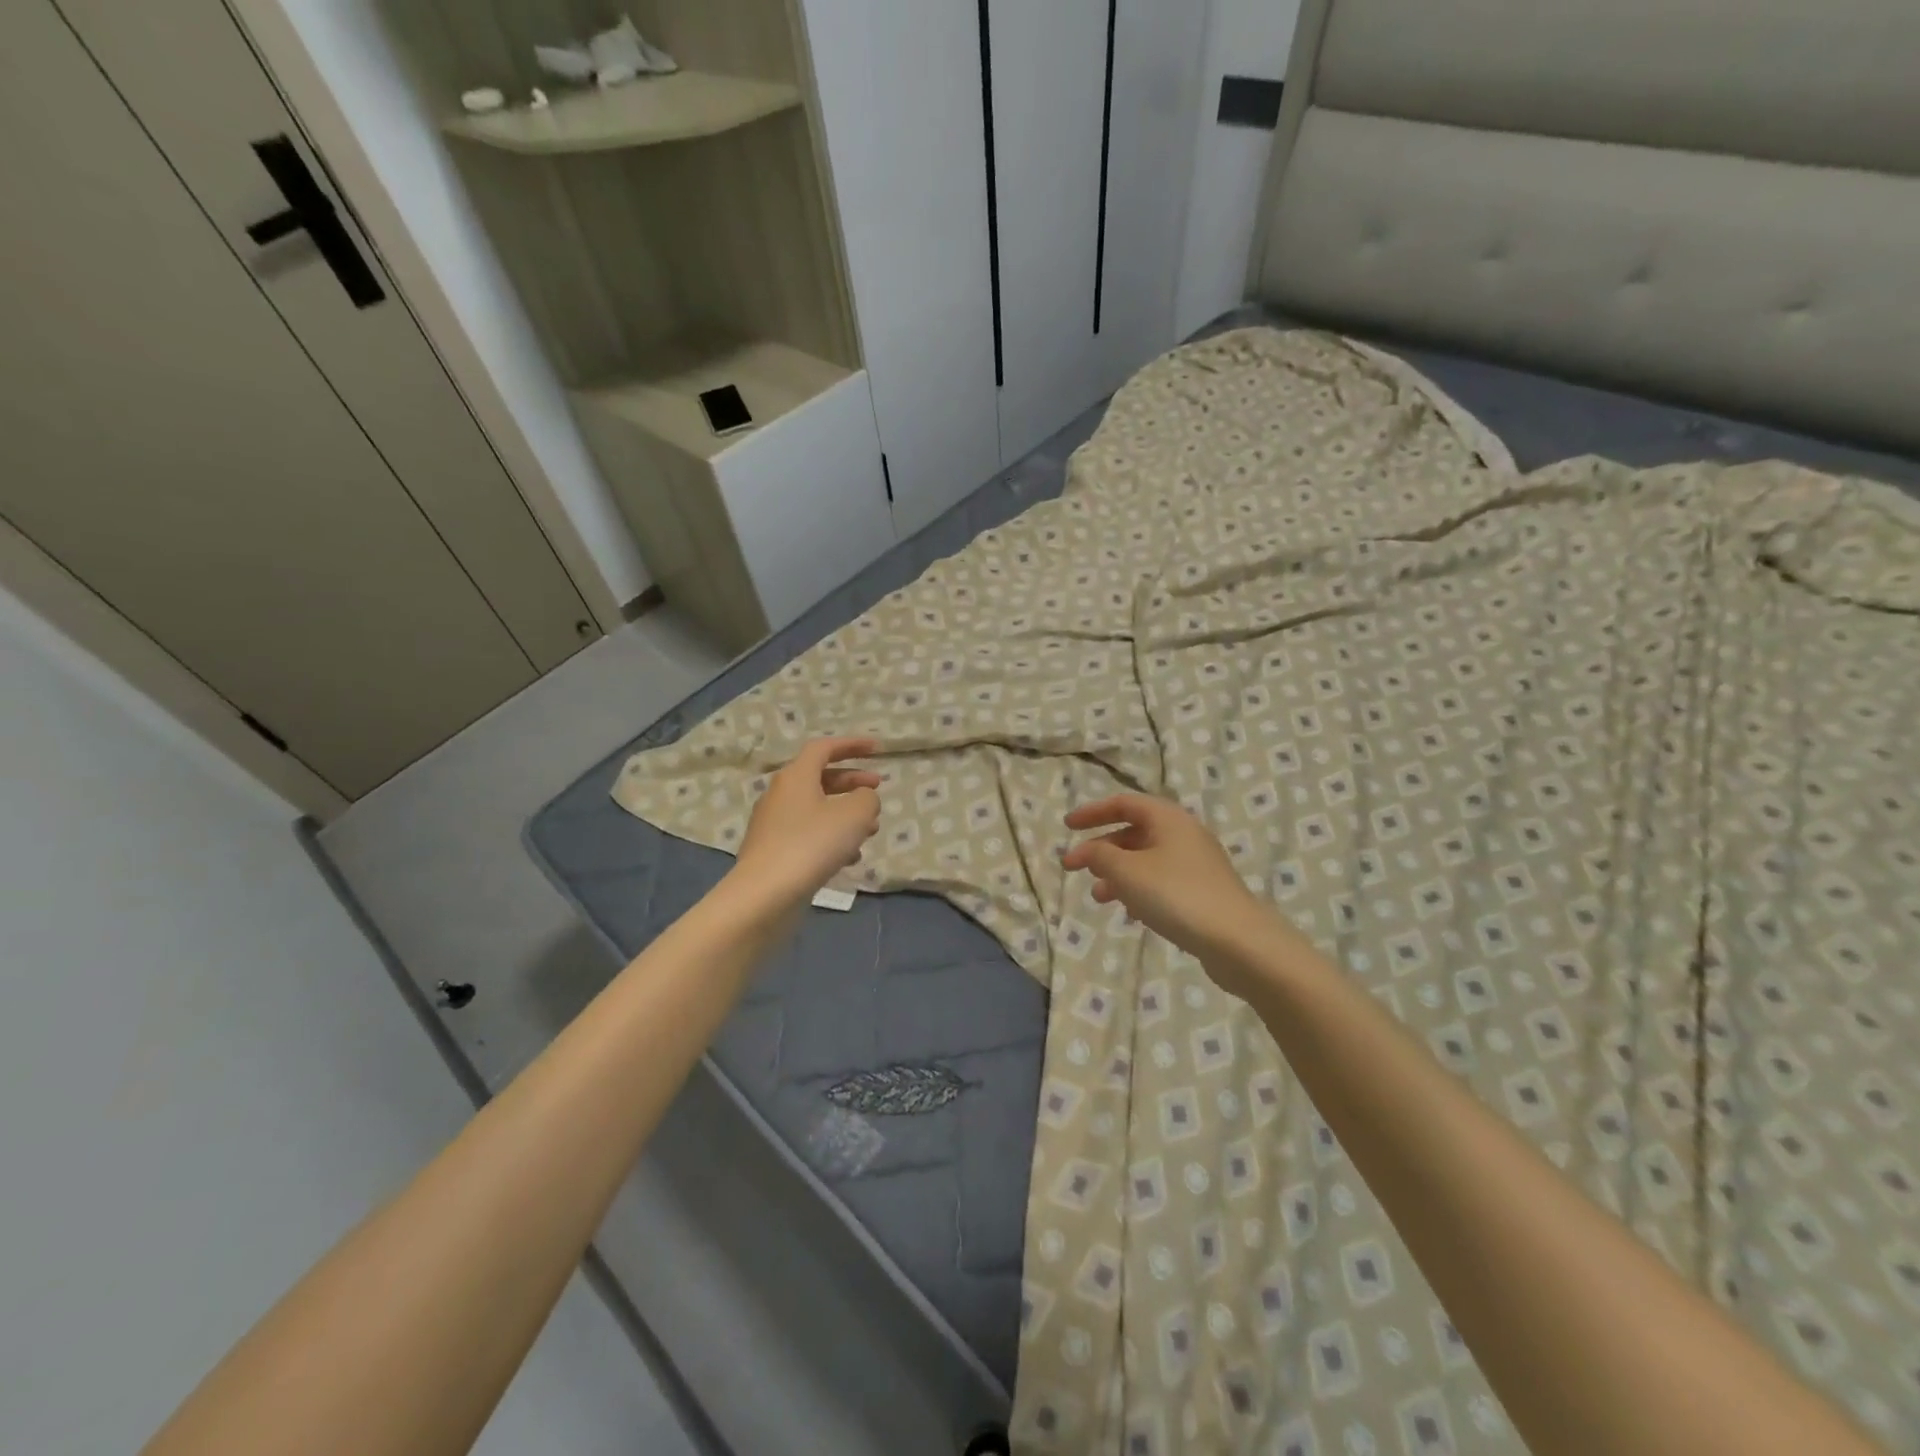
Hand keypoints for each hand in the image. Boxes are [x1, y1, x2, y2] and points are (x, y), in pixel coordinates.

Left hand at [732, 737, 882, 906]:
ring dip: (846, 814)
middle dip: (852, 782)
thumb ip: (867, 798)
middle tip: (877, 788)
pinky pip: (808, 834)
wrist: (765, 894)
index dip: (852, 745)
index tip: (878, 749)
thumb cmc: (812, 844)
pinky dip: (831, 838)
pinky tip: (850, 858)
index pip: (824, 748)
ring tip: (871, 830)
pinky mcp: (773, 851)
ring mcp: (774, 824)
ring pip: (816, 809)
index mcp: (796, 776)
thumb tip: (863, 799)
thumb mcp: (854, 815)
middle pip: (820, 778)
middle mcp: (781, 794)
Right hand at [1062, 794, 1284, 995]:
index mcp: (1168, 818)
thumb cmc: (1176, 895)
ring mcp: (1196, 864)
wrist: (1237, 940)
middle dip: (1101, 849)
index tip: (1067, 827)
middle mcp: (1184, 834)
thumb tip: (1087, 850)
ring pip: (1145, 860)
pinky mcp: (1202, 891)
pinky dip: (1138, 890)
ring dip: (1117, 874)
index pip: (1123, 803)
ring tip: (1098, 897)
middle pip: (1133, 832)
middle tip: (1075, 869)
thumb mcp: (1128, 872)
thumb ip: (1100, 856)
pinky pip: (1160, 881)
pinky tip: (1130, 913)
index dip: (1092, 812)